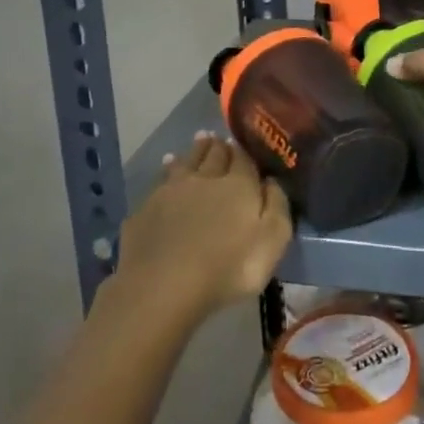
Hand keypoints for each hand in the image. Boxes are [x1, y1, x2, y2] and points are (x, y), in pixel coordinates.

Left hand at [112, 132, 292, 322]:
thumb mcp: (271, 242)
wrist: (163, 285)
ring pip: (186, 161)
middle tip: (219, 137)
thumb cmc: (227, 268)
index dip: (244, 151)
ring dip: (194, 150)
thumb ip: (277, 207)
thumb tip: (272, 181)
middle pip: (213, 155)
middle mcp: (204, 178)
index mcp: (238, 185)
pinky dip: (168, 168)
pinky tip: (167, 166)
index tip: (243, 143)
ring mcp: (171, 190)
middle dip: (219, 145)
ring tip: (199, 140)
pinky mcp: (146, 207)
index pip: (243, 159)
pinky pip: (161, 179)